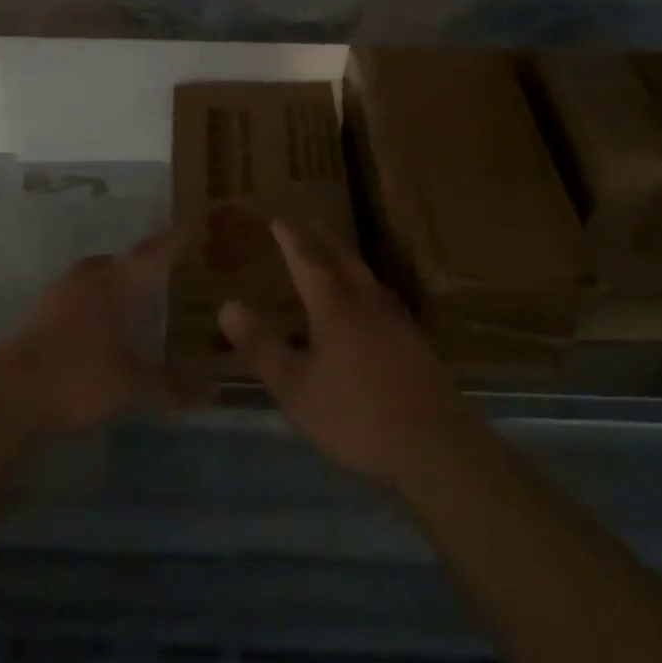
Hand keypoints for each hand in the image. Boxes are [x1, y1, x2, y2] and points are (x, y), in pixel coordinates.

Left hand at [0, 230, 180, 440]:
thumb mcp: (130, 386)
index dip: (175, 241)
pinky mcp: (41, 311)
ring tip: (140, 299)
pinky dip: (99, 302)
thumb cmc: (76, 377)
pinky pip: (82, 294)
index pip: (153, 252)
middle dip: (147, 265)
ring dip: (119, 284)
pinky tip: (104, 325)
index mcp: (116, 281)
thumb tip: (214, 390)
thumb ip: (171, 386)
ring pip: (100, 277)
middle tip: (171, 273)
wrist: (4, 395)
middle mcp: (90, 275)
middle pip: (124, 261)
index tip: (194, 227)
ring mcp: (61, 291)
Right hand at [218, 220, 466, 487]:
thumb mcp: (295, 388)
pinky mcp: (414, 340)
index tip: (278, 219)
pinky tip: (368, 300)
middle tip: (307, 222)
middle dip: (321, 238)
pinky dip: (364, 283)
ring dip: (345, 257)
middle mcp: (365, 301)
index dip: (291, 238)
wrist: (434, 443)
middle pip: (342, 258)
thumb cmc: (356, 415)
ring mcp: (395, 319)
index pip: (308, 259)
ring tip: (334, 252)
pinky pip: (380, 295)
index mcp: (334, 305)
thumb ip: (261, 346)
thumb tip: (227, 305)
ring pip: (365, 275)